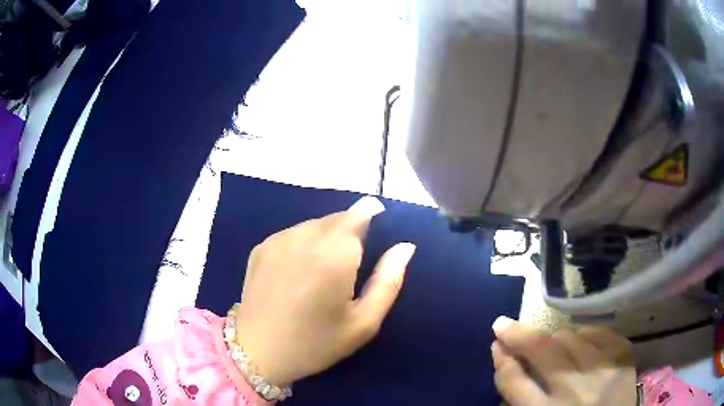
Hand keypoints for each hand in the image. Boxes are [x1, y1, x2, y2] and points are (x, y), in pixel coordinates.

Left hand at [234, 196, 415, 385]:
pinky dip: (304, 243)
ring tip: (324, 269)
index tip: (377, 229)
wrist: (257, 351)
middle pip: (337, 218)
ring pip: (314, 224)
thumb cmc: (315, 343)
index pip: (359, 213)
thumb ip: (388, 281)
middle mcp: (305, 237)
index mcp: (334, 254)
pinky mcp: (261, 247)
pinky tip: (299, 271)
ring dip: (326, 237)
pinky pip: (293, 233)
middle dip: (350, 230)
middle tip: (351, 264)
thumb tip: (405, 247)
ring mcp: (278, 239)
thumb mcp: (363, 323)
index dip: (371, 214)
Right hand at [491, 317, 636, 405]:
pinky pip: (601, 334)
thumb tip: (510, 370)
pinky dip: (587, 334)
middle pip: (541, 351)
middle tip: (503, 324)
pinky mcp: (624, 361)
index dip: (502, 360)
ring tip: (550, 342)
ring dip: (553, 337)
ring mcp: (603, 372)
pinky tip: (581, 340)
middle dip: (518, 335)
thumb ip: (522, 402)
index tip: (496, 345)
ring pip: (571, 337)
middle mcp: (574, 391)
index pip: (514, 381)